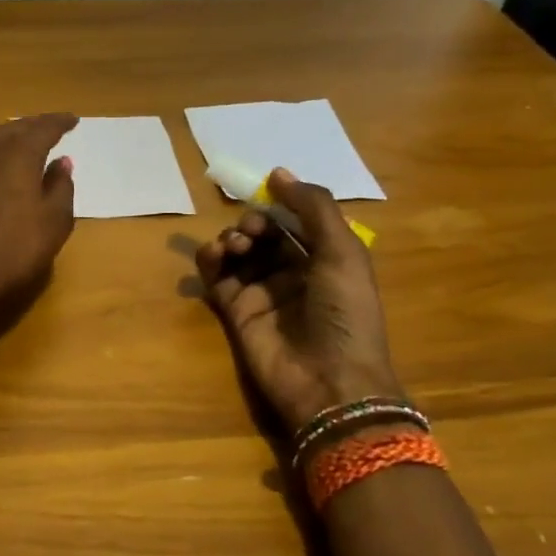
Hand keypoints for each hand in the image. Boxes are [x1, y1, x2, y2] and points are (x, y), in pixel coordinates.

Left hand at [0, 114, 78, 308]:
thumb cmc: (15, 247)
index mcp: (20, 154)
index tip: (73, 120)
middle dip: (31, 126)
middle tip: (45, 128)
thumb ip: (61, 187)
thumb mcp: (54, 221)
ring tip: (13, 141)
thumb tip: (62, 162)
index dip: (60, 123)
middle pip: (12, 130)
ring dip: (1, 138)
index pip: (44, 129)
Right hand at [195, 170, 401, 434]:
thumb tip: (277, 172)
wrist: (329, 382)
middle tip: (251, 231)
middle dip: (253, 223)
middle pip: (264, 234)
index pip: (297, 220)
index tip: (265, 191)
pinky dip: (209, 259)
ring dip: (232, 238)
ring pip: (238, 252)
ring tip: (235, 247)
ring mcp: (262, 292)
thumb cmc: (345, 314)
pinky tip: (213, 254)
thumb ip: (313, 207)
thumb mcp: (342, 253)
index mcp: (326, 259)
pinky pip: (216, 277)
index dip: (281, 204)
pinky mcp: (235, 311)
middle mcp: (293, 273)